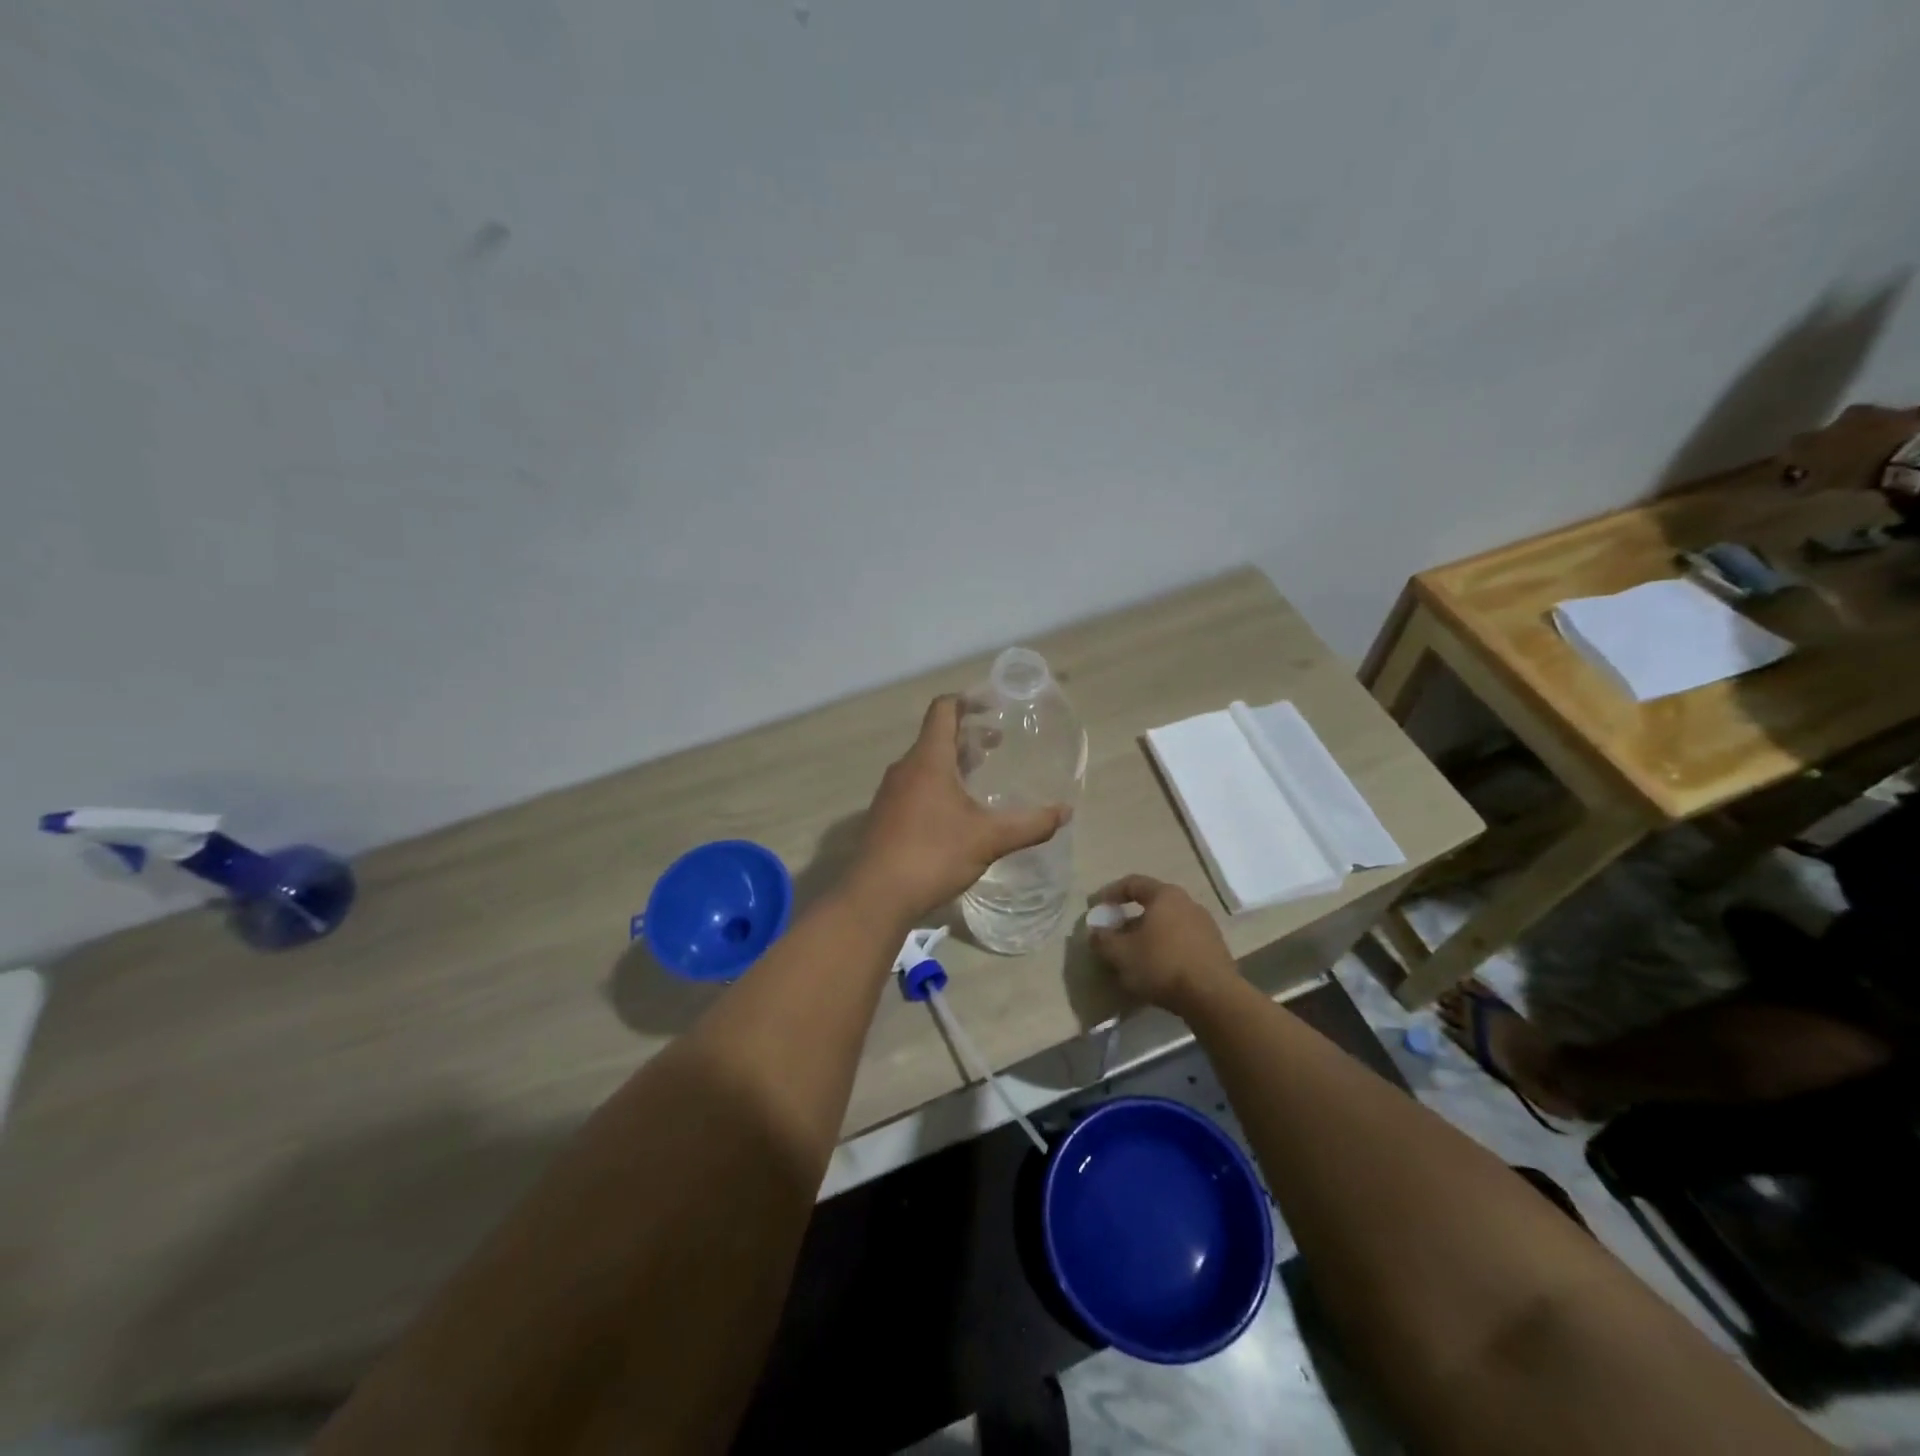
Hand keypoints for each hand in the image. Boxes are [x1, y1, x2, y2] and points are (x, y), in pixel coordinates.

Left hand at [848, 696, 1069, 923]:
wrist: (876, 896)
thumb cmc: (933, 855)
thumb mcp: (988, 839)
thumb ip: (1029, 824)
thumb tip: (1064, 812)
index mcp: (928, 759)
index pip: (943, 710)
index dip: (968, 700)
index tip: (993, 704)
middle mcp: (905, 768)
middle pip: (936, 737)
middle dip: (968, 735)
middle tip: (998, 743)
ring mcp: (891, 793)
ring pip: (925, 764)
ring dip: (953, 762)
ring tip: (981, 776)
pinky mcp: (885, 817)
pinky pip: (915, 787)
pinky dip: (938, 785)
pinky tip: (956, 813)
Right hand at [1089, 875, 1234, 1013]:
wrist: (1213, 997)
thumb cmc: (1162, 964)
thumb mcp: (1121, 954)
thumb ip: (1103, 940)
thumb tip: (1095, 933)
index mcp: (1165, 896)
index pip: (1133, 883)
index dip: (1110, 893)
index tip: (1096, 907)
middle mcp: (1188, 903)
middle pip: (1152, 905)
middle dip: (1129, 919)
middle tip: (1114, 935)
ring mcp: (1205, 926)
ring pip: (1167, 924)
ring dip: (1148, 936)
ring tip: (1133, 956)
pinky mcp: (1215, 949)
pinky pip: (1182, 941)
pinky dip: (1165, 949)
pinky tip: (1157, 969)